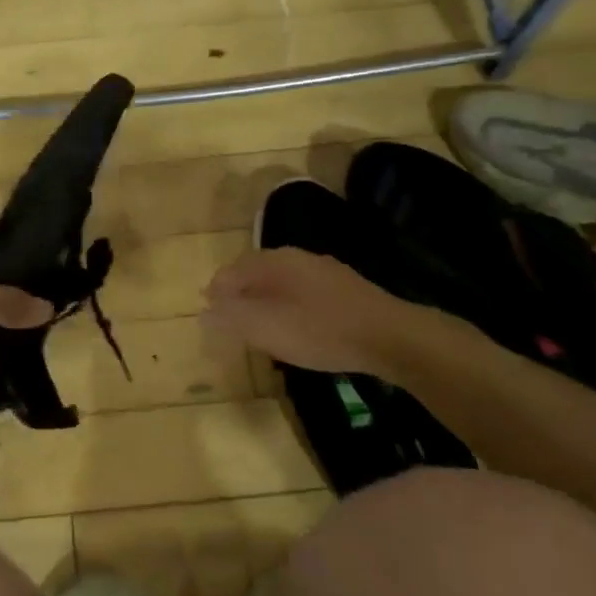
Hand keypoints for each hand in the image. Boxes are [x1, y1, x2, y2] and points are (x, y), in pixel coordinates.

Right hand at [202, 247, 451, 378]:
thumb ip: (232, 317)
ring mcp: (324, 272)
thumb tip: (204, 311)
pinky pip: (303, 294)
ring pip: (281, 283)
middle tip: (231, 323)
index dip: (216, 293)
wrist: (390, 337)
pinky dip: (289, 308)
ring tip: (259, 328)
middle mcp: (298, 258)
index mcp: (275, 261)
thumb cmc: (320, 330)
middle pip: (256, 273)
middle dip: (239, 296)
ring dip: (264, 302)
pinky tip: (297, 329)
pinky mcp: (345, 291)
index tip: (209, 316)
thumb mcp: (267, 327)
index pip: (232, 271)